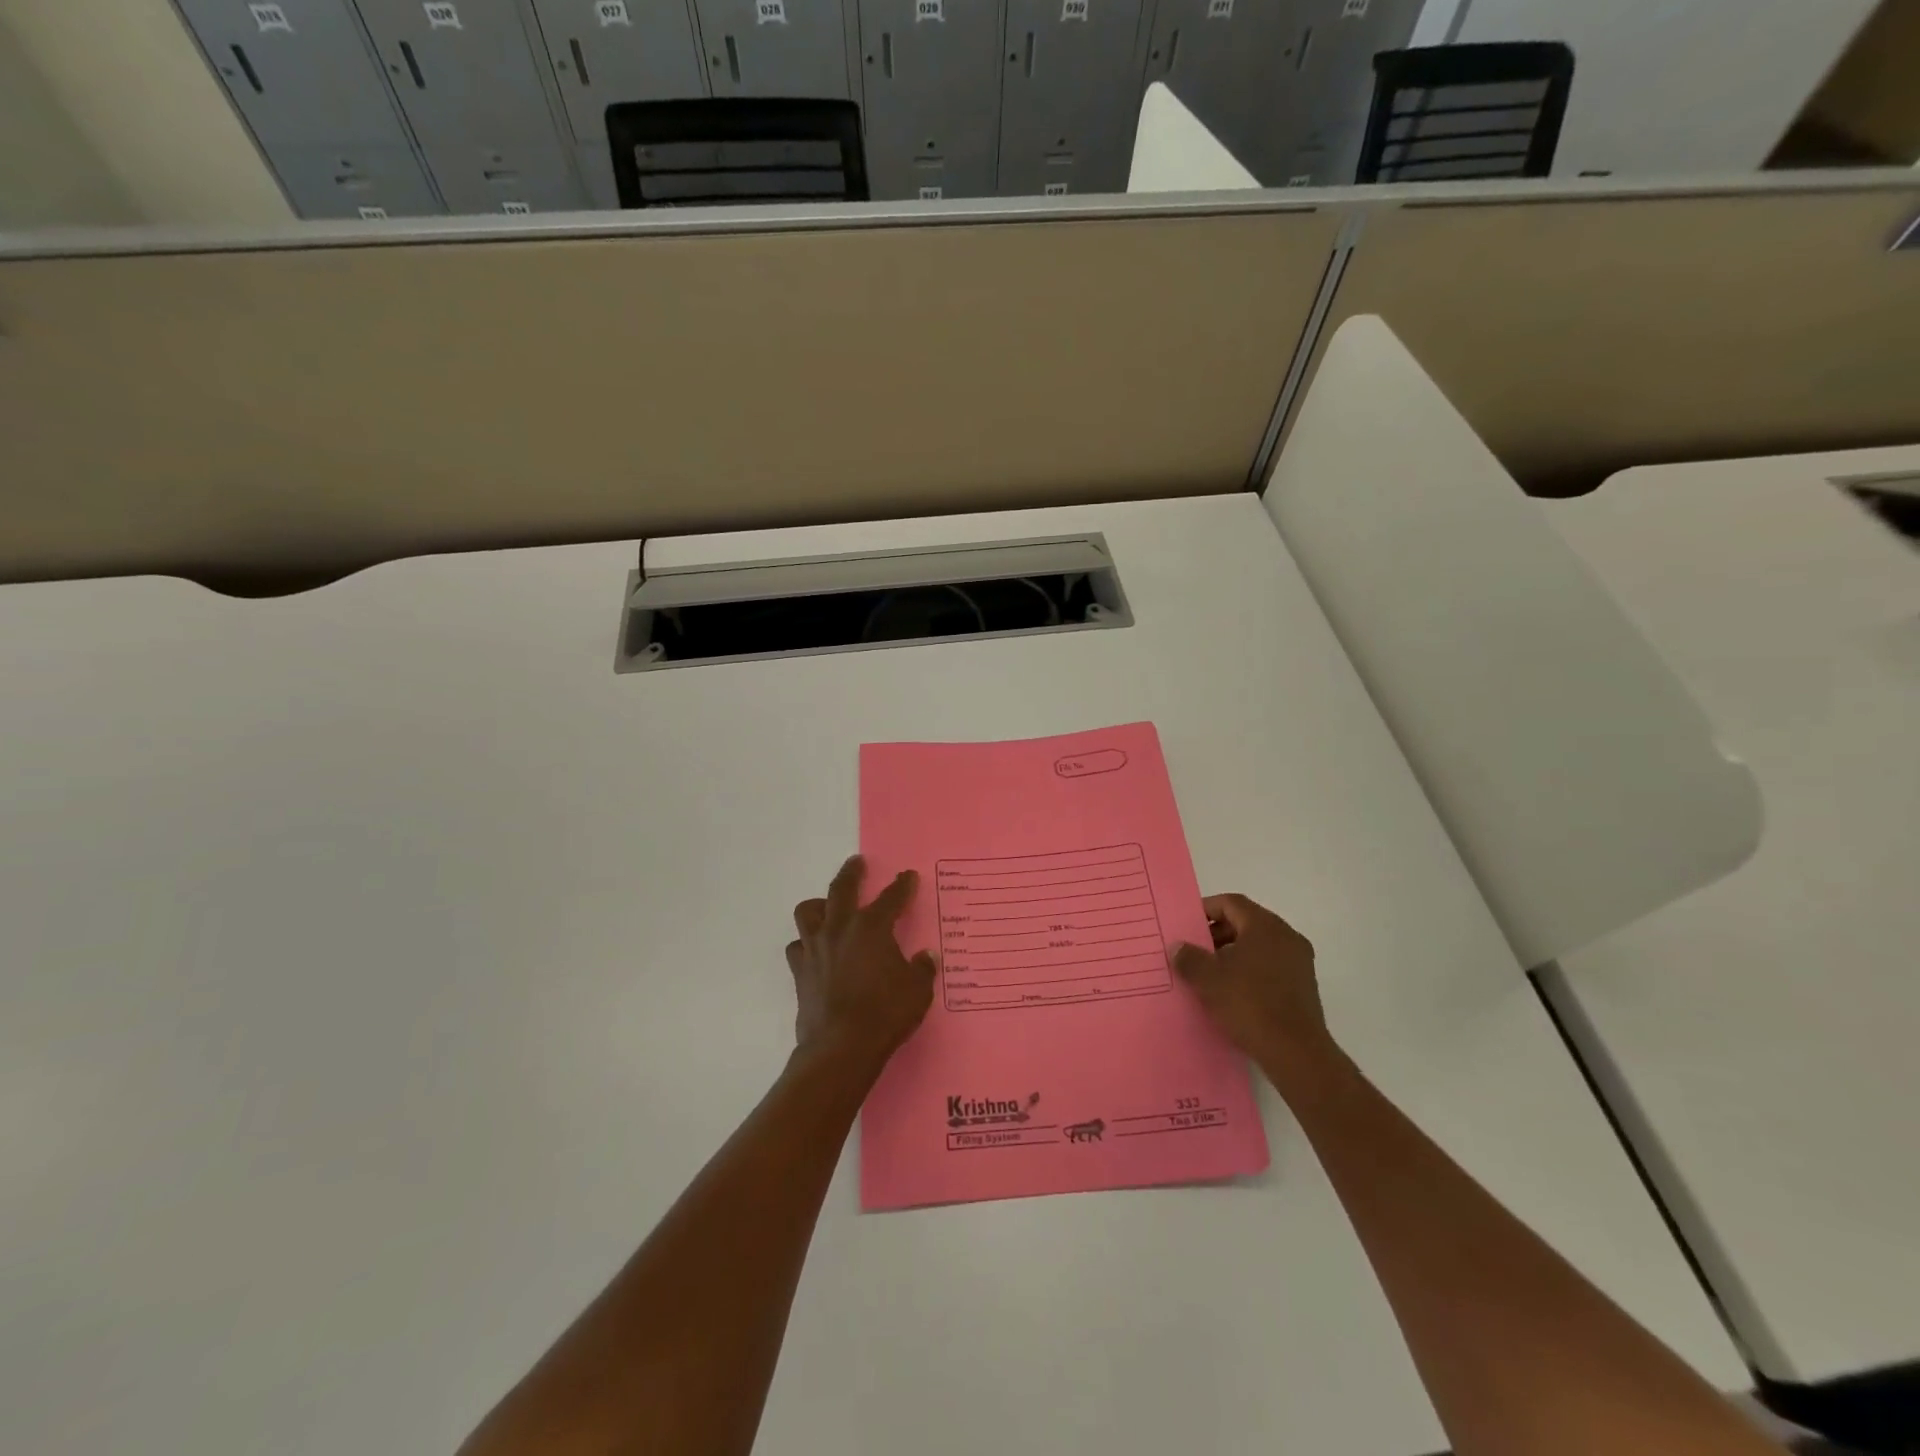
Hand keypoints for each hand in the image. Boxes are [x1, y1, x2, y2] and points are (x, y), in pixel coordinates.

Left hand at [787, 856, 936, 1073]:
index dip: (902, 886)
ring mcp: (815, 948)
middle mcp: (840, 929)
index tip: (908, 876)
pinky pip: (797, 947)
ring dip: (820, 905)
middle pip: (842, 888)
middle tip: (857, 863)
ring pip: (808, 911)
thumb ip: (921, 969)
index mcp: (872, 928)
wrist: (841, 1047)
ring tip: (828, 907)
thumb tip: (925, 957)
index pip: (891, 898)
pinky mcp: (800, 971)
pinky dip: (805, 944)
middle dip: (852, 873)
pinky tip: (815, 951)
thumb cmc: (885, 1014)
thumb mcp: (917, 991)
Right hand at [1173, 894, 1335, 1083]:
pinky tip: (1232, 992)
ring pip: (1259, 946)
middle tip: (1194, 951)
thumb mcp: (1207, 979)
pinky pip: (1271, 965)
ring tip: (1209, 974)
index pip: (1231, 903)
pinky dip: (1249, 970)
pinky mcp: (1304, 986)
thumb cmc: (1248, 1004)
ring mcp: (1299, 962)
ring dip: (1232, 953)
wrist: (1295, 1052)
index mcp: (1265, 926)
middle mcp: (1286, 936)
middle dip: (1217, 934)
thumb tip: (1179, 947)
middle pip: (1245, 922)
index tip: (1186, 925)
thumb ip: (1189, 957)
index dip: (1205, 909)